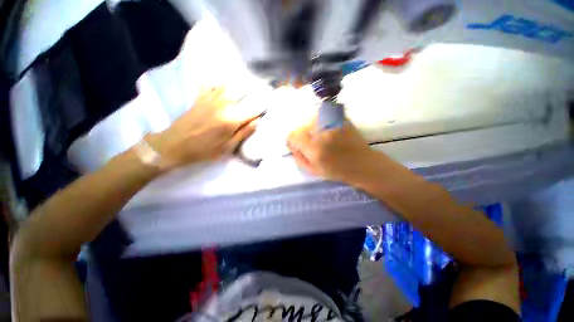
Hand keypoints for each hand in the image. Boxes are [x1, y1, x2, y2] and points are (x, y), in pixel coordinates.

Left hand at [147, 87, 262, 167]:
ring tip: (248, 83)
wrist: (174, 145)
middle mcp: (223, 104)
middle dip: (255, 88)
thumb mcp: (227, 148)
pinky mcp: (200, 97)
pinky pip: (210, 83)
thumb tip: (257, 121)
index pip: (253, 108)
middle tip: (263, 88)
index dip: (264, 104)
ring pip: (229, 84)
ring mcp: (210, 98)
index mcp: (232, 119)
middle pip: (243, 90)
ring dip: (240, 82)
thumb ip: (243, 133)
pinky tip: (223, 83)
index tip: (271, 101)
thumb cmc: (204, 150)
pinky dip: (218, 81)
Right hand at [287, 120, 379, 183]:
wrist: (362, 164)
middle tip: (311, 144)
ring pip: (312, 121)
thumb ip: (298, 157)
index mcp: (314, 149)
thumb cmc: (336, 171)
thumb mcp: (313, 170)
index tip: (298, 146)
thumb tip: (291, 145)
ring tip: (321, 138)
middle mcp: (323, 134)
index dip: (293, 141)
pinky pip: (324, 117)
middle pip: (302, 127)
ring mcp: (333, 124)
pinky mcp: (341, 119)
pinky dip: (322, 123)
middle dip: (303, 136)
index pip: (293, 136)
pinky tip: (329, 133)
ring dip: (312, 129)